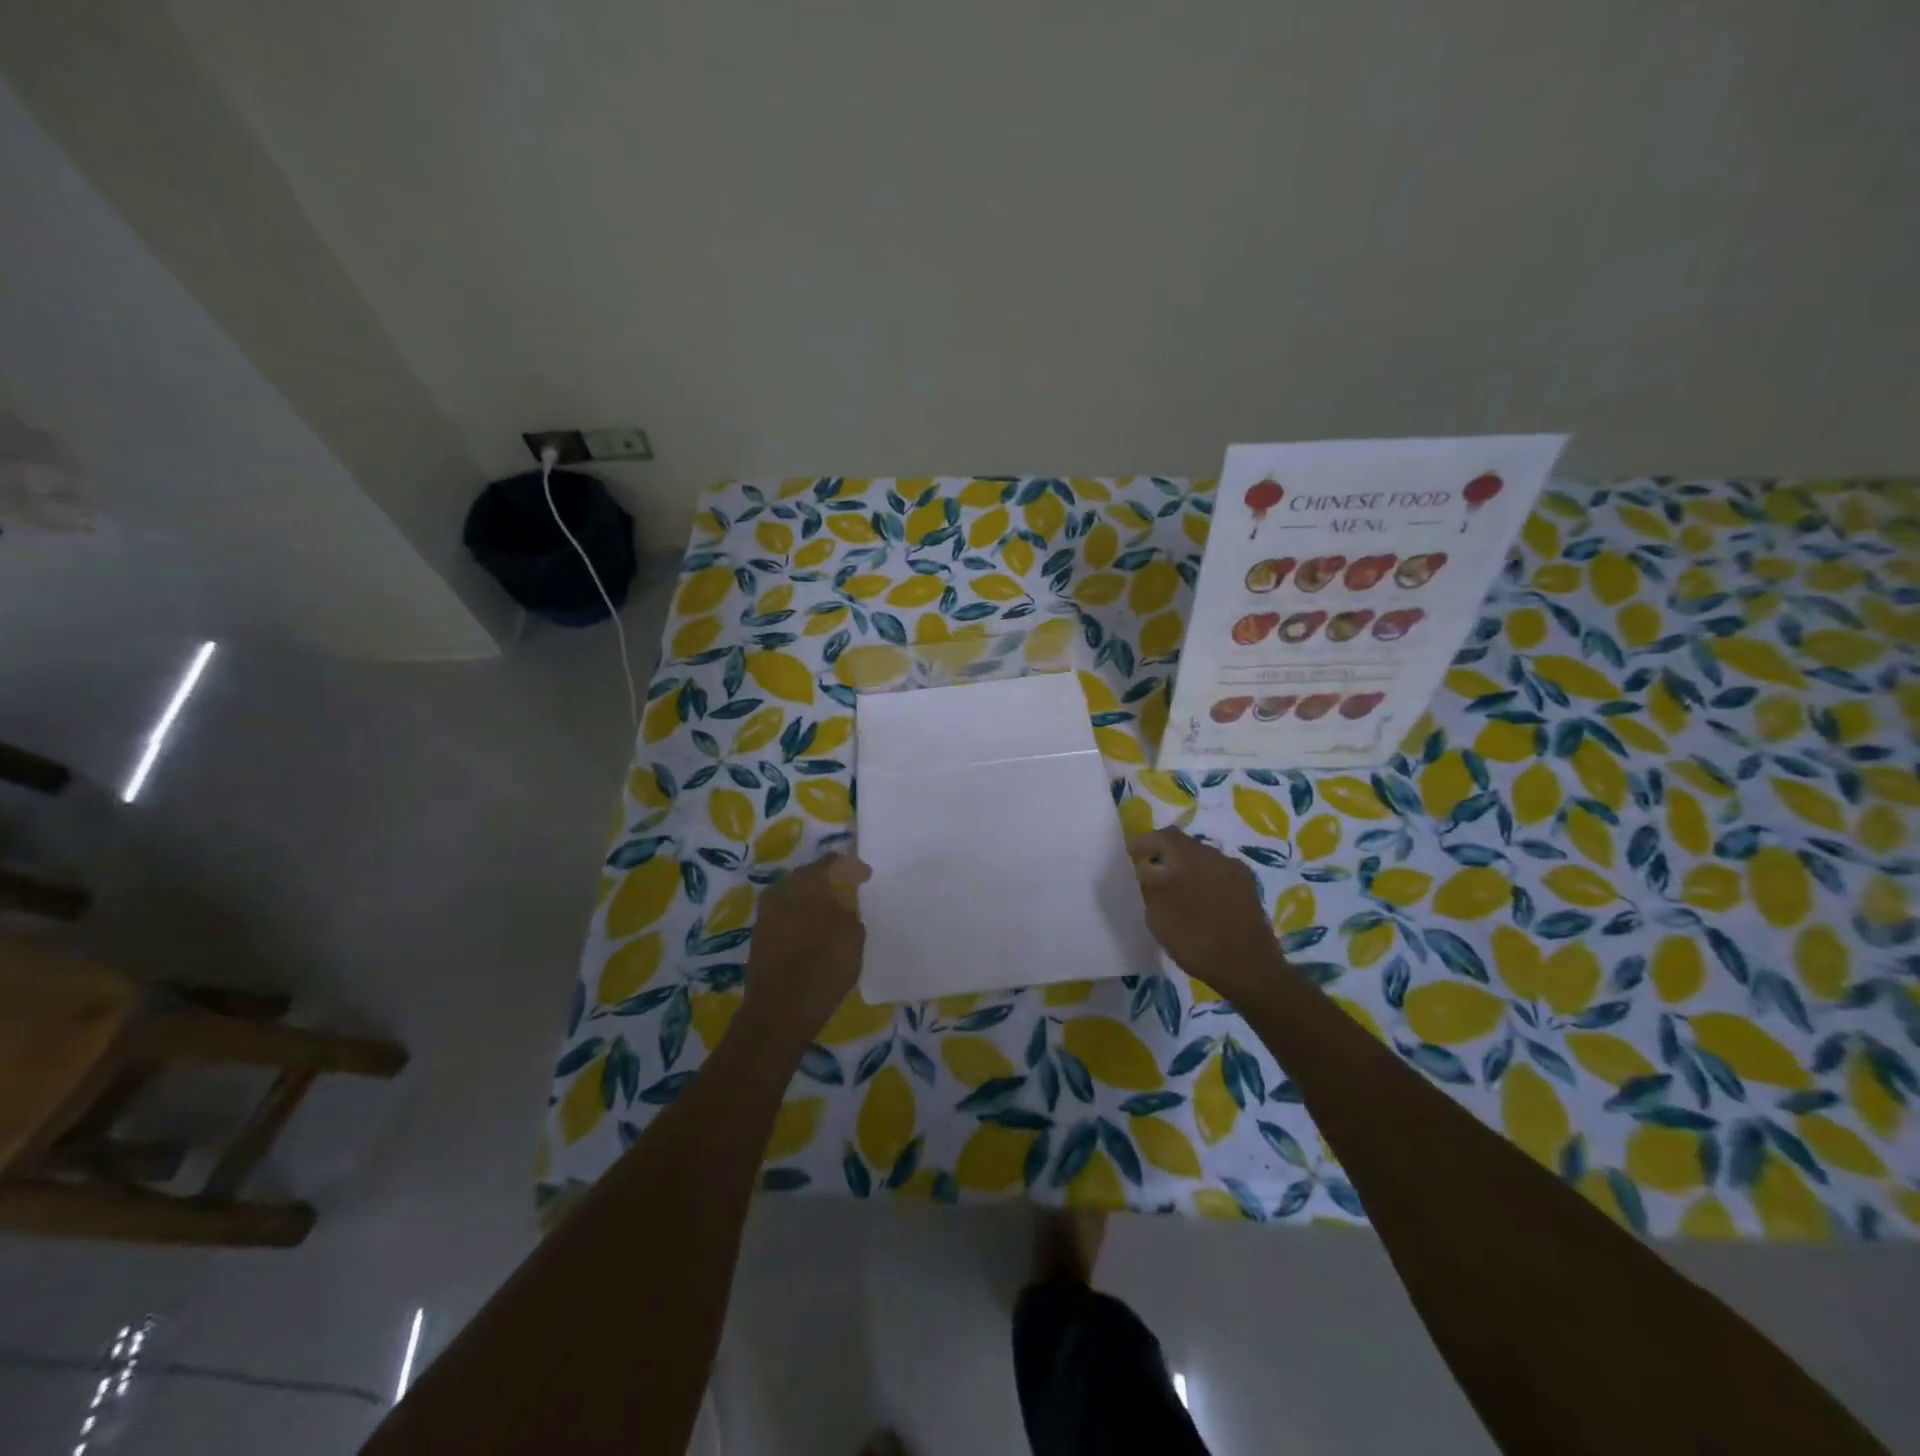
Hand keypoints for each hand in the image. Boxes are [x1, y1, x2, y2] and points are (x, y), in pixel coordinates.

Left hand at [742, 853, 870, 1040]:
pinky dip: (799, 919)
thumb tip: (842, 910)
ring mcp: (766, 914)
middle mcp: (783, 890)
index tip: (866, 876)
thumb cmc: (825, 964)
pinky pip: (784, 917)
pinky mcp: (758, 937)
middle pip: (808, 876)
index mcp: (809, 882)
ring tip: (829, 911)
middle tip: (846, 888)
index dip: (851, 867)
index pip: (832, 862)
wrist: (781, 1008)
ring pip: (792, 896)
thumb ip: (850, 914)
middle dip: (827, 880)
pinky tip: (811, 931)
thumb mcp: (854, 935)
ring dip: (810, 900)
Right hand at [1127, 828, 1283, 993]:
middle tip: (1150, 871)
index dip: (1144, 842)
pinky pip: (1218, 875)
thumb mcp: (1157, 915)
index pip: (1163, 835)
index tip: (1131, 855)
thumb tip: (1148, 869)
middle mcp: (1215, 855)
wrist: (1250, 969)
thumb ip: (1149, 886)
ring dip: (1186, 868)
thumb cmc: (1196, 939)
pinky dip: (1203, 880)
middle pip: (1185, 845)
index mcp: (1190, 856)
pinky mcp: (1249, 889)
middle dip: (1165, 854)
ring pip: (1203, 860)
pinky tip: (1197, 902)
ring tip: (1173, 889)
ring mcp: (1236, 871)